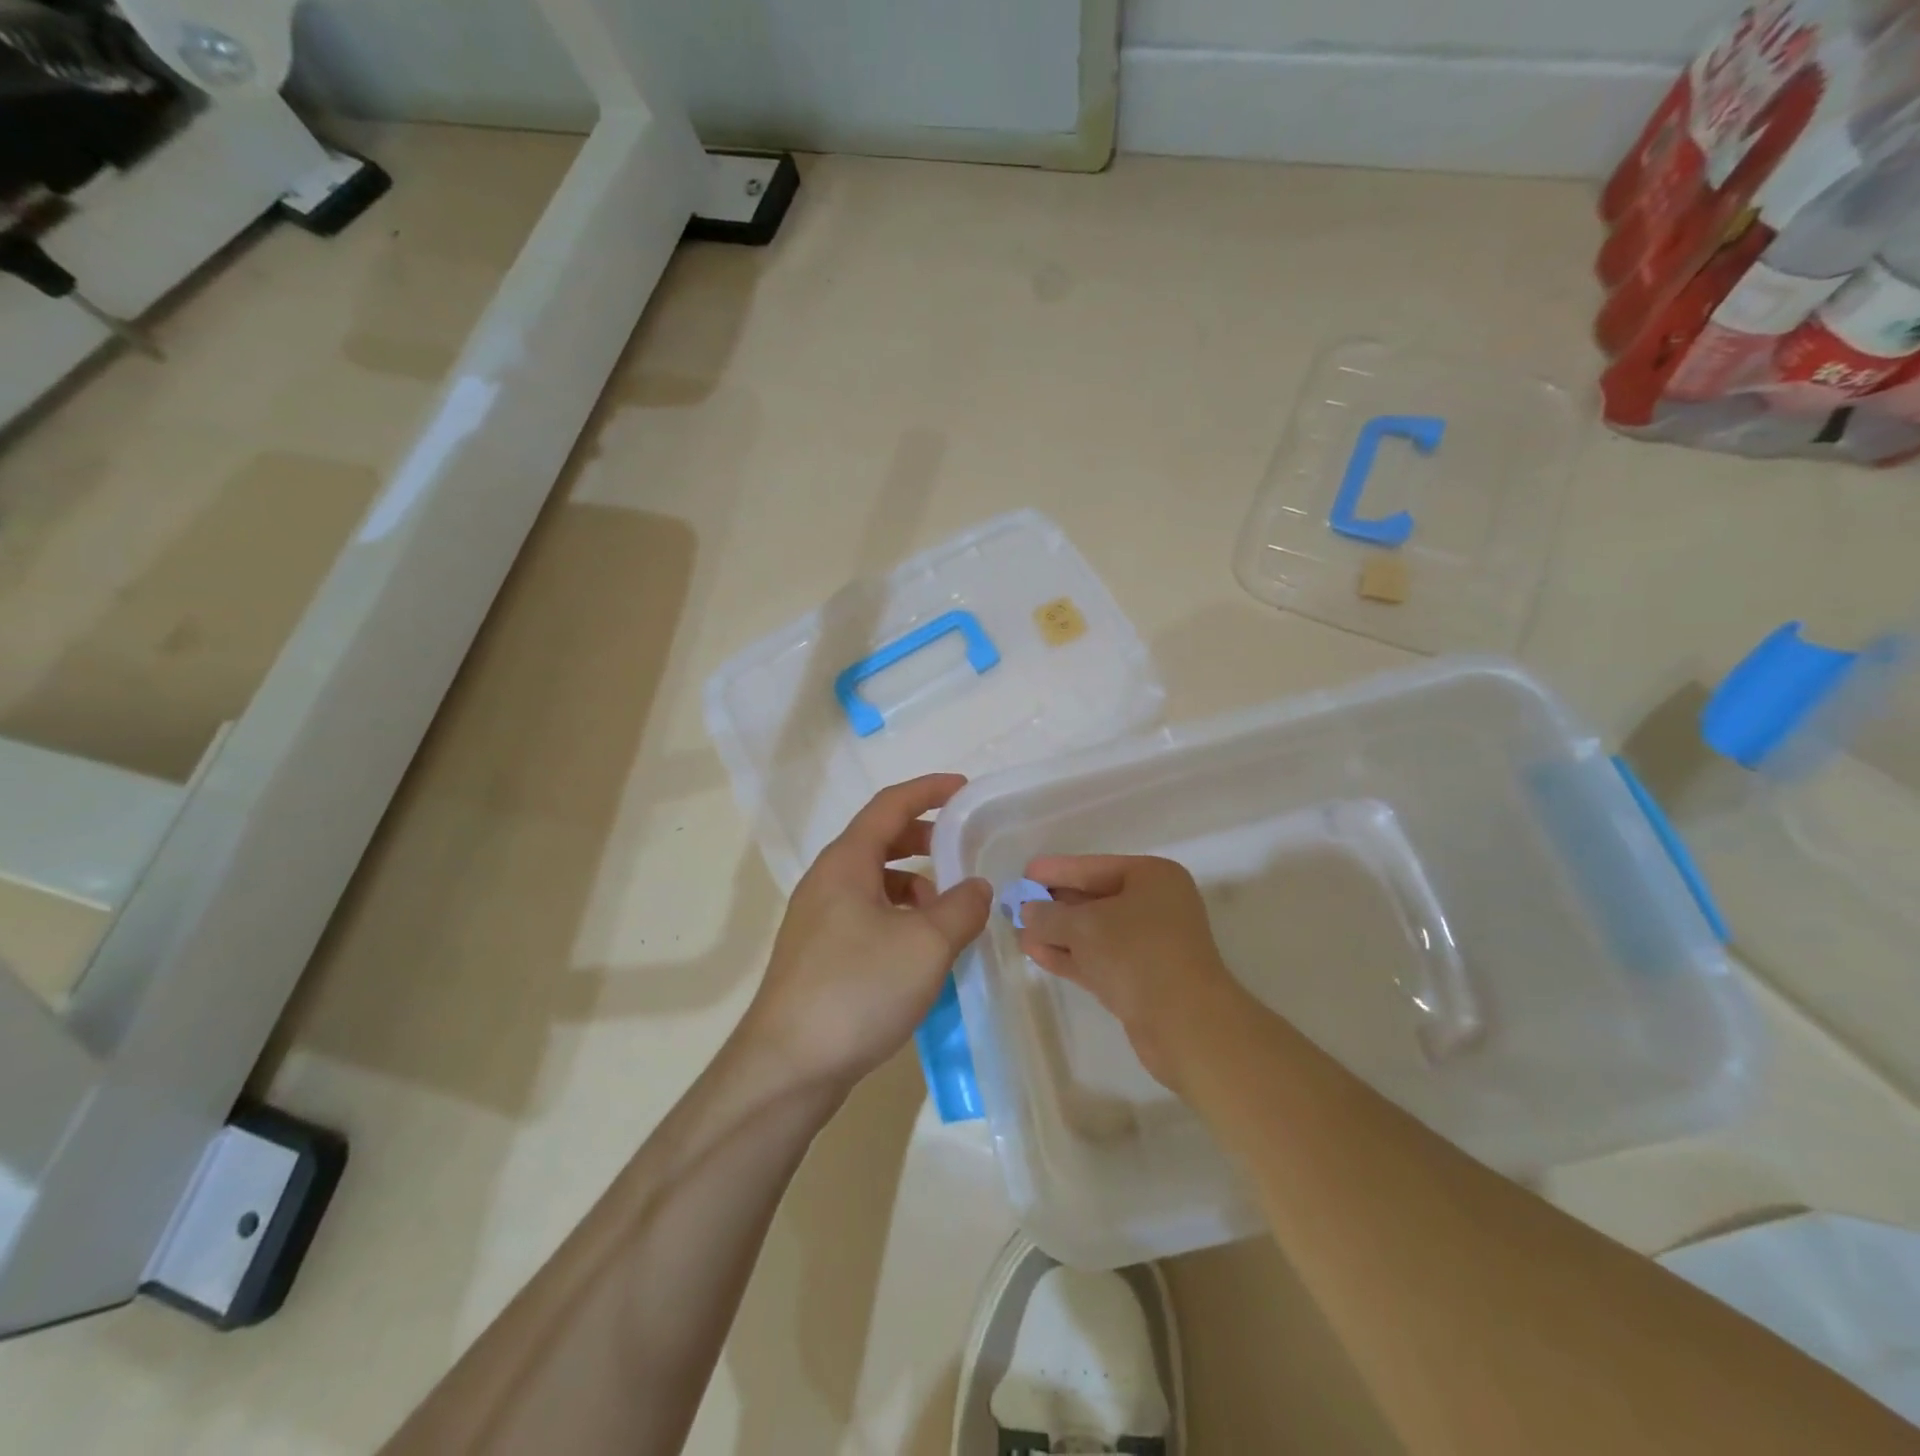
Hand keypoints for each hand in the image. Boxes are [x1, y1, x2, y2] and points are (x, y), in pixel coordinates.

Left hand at [741, 775, 992, 1095]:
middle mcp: (826, 882)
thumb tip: (977, 887)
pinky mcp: (818, 956)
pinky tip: (919, 950)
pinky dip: (898, 916)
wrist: (787, 1068)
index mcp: (846, 863)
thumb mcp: (926, 944)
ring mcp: (817, 920)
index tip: (964, 789)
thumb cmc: (858, 990)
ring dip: (912, 884)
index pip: (890, 805)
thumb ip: (961, 907)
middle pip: (879, 840)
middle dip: (923, 838)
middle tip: (961, 849)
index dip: (928, 790)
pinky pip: (865, 915)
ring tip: (946, 911)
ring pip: (873, 882)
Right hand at [1019, 854, 1249, 1092]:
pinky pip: (1099, 958)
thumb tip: (1027, 911)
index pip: (1093, 867)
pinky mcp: (1142, 979)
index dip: (1056, 870)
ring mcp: (1149, 944)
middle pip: (1093, 899)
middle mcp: (1154, 905)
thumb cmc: (1137, 955)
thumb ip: (1049, 915)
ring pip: (1094, 933)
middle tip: (1014, 906)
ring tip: (1017, 933)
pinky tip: (1036, 954)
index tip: (1024, 873)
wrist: (1186, 1025)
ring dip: (1056, 933)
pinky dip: (1069, 956)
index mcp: (1152, 878)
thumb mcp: (1084, 926)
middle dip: (1053, 905)